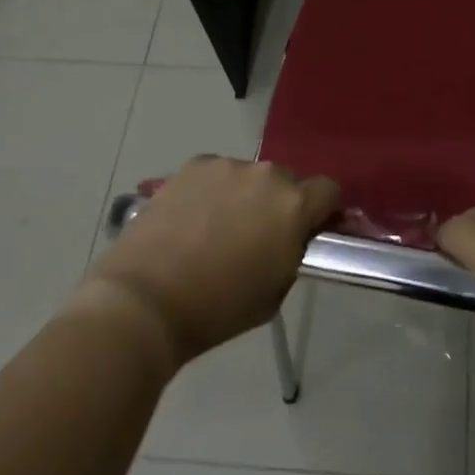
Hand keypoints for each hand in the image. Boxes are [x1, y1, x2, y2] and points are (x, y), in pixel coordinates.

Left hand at [82, 157, 341, 368]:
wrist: (145, 301)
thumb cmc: (218, 308)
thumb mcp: (276, 290)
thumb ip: (292, 251)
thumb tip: (292, 236)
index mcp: (294, 206)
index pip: (328, 190)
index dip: (321, 210)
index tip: (307, 229)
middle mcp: (266, 175)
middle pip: (286, 181)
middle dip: (278, 203)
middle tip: (256, 234)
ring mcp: (226, 166)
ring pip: (248, 176)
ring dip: (243, 195)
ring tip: (215, 228)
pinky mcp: (192, 166)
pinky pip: (215, 174)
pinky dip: (211, 191)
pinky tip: (190, 219)